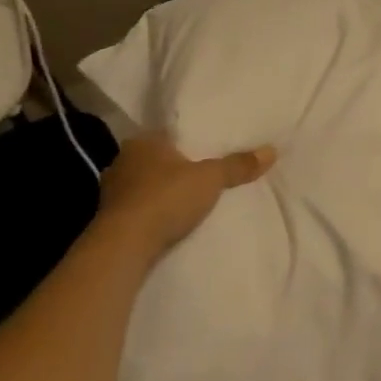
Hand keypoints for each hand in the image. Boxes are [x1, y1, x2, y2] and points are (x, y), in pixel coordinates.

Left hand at [92, 133, 276, 259]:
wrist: (123, 246)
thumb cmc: (166, 198)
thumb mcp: (211, 178)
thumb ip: (238, 165)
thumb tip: (271, 150)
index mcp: (143, 142)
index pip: (169, 134)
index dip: (188, 140)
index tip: (206, 148)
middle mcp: (123, 161)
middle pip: (157, 159)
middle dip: (175, 166)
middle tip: (201, 172)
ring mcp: (111, 191)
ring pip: (144, 184)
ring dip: (161, 190)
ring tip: (188, 197)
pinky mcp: (109, 219)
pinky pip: (137, 208)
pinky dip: (152, 211)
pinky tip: (168, 218)